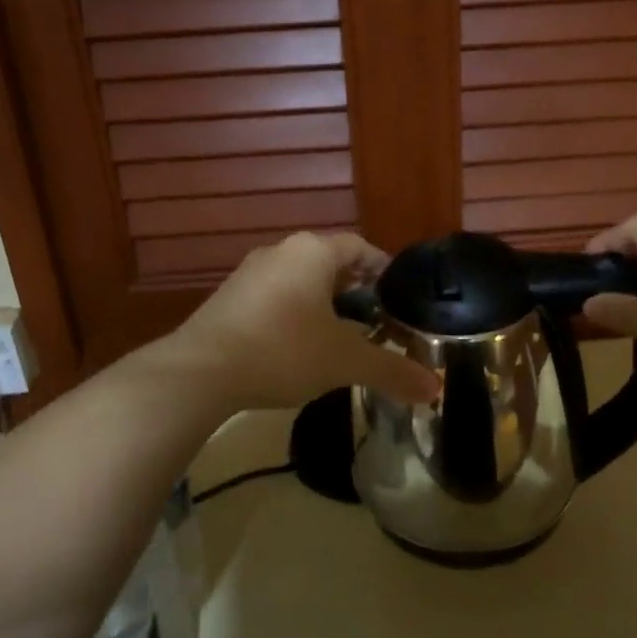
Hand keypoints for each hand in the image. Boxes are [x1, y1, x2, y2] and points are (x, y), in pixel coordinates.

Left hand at [164, 232, 439, 411]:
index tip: (399, 298)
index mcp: (312, 252)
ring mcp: (249, 273)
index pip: (360, 247)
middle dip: (355, 289)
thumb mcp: (345, 361)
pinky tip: (299, 347)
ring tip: (342, 336)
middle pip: (329, 262)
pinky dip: (294, 314)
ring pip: (300, 280)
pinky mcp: (228, 298)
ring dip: (323, 303)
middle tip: (377, 320)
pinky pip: (274, 297)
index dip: (383, 270)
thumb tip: (436, 390)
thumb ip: (392, 371)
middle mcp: (281, 251)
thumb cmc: (284, 351)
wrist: (200, 372)